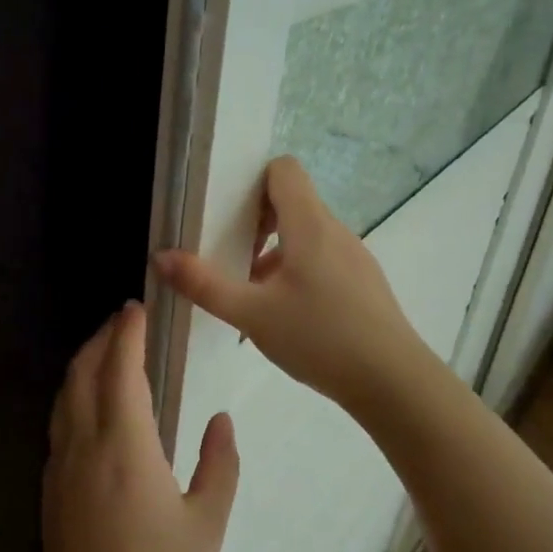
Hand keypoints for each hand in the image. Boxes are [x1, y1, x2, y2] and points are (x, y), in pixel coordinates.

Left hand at [42, 302, 238, 551]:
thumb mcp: (207, 523)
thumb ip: (219, 464)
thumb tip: (221, 421)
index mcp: (124, 445)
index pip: (120, 368)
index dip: (127, 333)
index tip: (137, 308)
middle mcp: (83, 444)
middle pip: (83, 372)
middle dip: (102, 339)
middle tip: (124, 321)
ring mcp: (59, 467)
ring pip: (64, 396)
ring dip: (84, 364)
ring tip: (106, 351)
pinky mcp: (49, 489)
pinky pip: (59, 423)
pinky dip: (74, 395)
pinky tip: (90, 405)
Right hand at [155, 156, 422, 409]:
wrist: (392, 382)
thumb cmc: (319, 338)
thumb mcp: (251, 314)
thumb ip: (204, 285)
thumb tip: (160, 257)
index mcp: (309, 225)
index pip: (284, 169)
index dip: (252, 182)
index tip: (229, 216)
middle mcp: (335, 231)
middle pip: (292, 202)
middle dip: (255, 223)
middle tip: (230, 257)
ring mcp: (354, 257)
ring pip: (305, 234)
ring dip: (274, 252)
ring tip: (251, 293)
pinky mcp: (363, 282)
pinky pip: (322, 259)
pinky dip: (297, 271)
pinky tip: (285, 315)